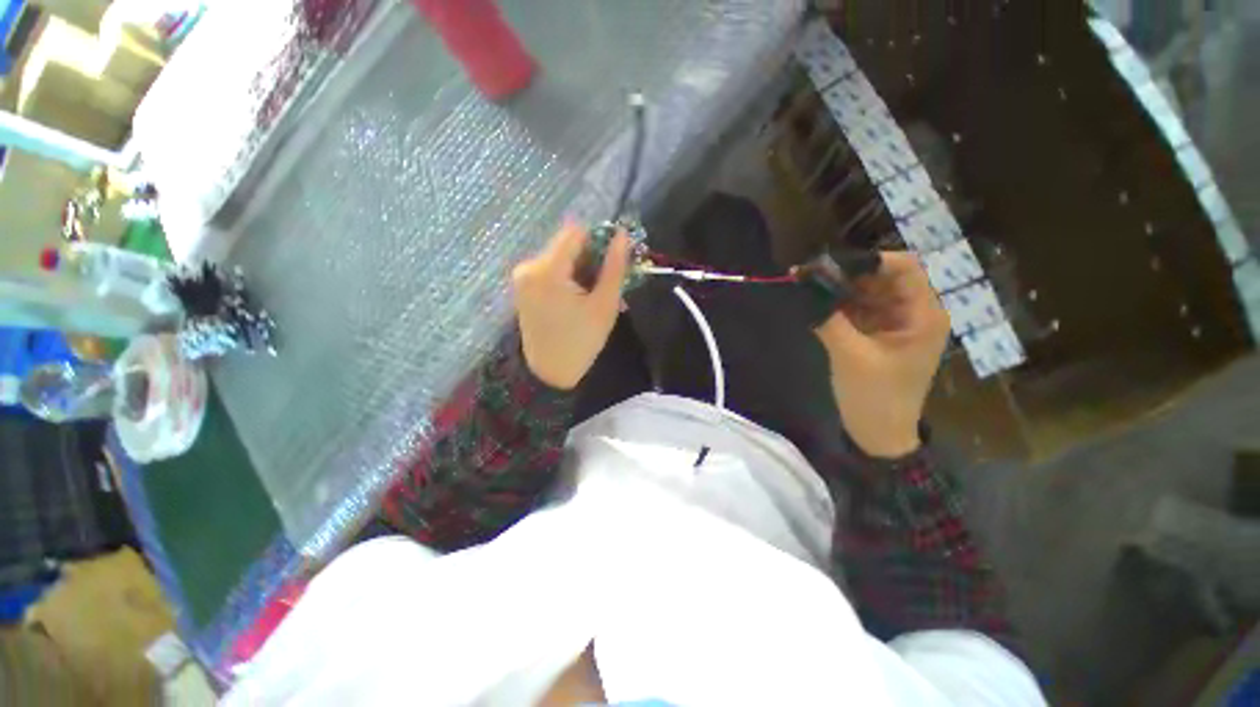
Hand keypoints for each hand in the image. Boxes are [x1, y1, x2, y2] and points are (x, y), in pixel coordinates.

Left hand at [512, 221, 630, 389]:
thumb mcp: (604, 304)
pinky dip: (568, 279)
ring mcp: (523, 277)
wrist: (549, 372)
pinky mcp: (523, 287)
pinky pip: (551, 271)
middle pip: (568, 245)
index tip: (612, 261)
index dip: (599, 240)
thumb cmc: (581, 341)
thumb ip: (614, 267)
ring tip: (594, 297)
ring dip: (581, 271)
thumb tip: (623, 234)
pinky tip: (578, 300)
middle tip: (606, 286)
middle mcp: (529, 266)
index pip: (576, 232)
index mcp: (548, 269)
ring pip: (561, 258)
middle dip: (591, 260)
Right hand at [814, 251, 950, 457]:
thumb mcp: (851, 356)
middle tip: (809, 274)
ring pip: (867, 292)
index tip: (831, 264)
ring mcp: (893, 323)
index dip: (870, 260)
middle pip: (883, 278)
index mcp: (923, 315)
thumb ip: (829, 319)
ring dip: (838, 288)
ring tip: (806, 285)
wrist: (877, 434)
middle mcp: (912, 313)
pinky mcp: (876, 334)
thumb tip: (803, 286)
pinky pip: (857, 309)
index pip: (905, 268)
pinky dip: (836, 305)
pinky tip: (813, 303)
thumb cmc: (875, 397)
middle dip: (847, 274)